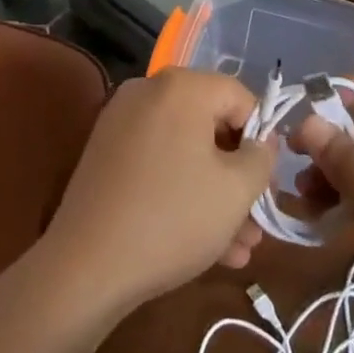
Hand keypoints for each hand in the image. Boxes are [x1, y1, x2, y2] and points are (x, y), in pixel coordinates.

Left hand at [42, 68, 275, 314]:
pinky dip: (181, 191)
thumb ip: (261, 158)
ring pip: (184, 151)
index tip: (268, 184)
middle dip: (238, 176)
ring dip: (215, 193)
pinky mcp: (105, 153)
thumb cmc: (172, 218)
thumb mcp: (235, 191)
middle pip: (210, 125)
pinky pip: (157, 162)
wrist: (85, 266)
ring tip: (238, 248)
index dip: (261, 139)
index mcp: (182, 86)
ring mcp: (122, 121)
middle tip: (256, 221)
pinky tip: (205, 245)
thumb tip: (261, 143)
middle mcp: (149, 91)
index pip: (240, 97)